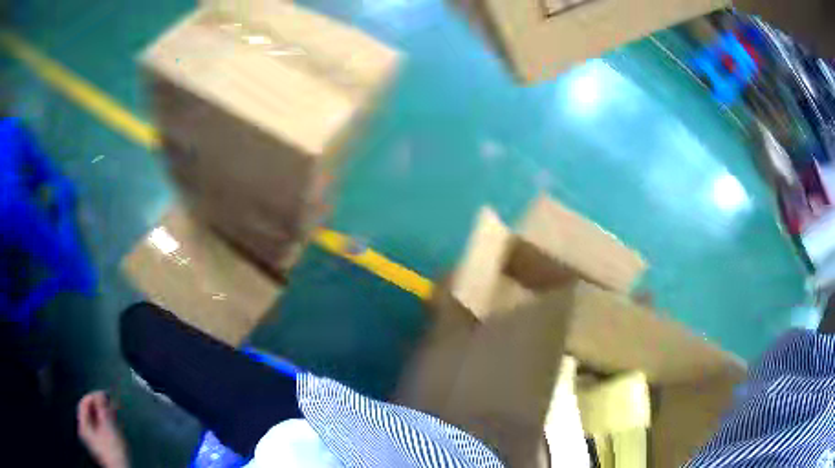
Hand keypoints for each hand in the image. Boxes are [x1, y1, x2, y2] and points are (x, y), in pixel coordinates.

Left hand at [77, 391, 128, 467]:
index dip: (92, 396)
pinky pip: (98, 429)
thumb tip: (100, 393)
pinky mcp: (99, 446)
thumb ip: (102, 409)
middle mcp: (84, 431)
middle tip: (108, 402)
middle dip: (98, 406)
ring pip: (94, 421)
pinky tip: (112, 424)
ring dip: (102, 414)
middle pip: (88, 412)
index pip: (83, 404)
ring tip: (112, 412)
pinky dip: (104, 423)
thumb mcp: (108, 427)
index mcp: (83, 426)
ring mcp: (91, 440)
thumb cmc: (113, 449)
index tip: (103, 394)